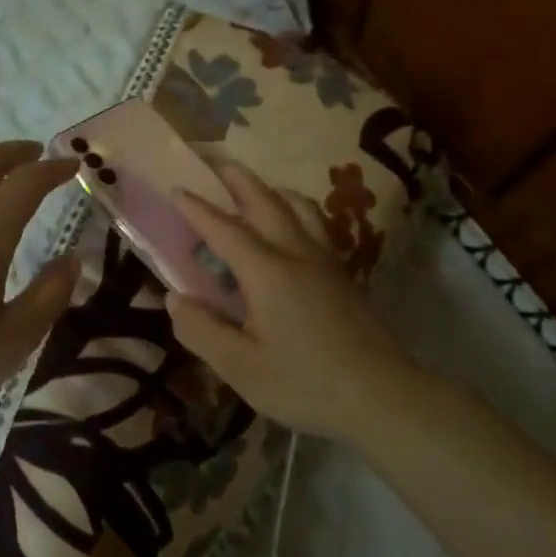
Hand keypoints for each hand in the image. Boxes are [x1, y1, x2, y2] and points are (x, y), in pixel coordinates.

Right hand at [167, 162, 418, 442]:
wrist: (380, 395)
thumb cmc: (305, 383)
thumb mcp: (241, 367)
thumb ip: (202, 330)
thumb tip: (174, 298)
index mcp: (267, 272)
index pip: (225, 229)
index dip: (197, 209)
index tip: (176, 188)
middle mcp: (297, 253)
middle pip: (266, 201)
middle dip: (237, 178)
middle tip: (214, 161)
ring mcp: (326, 261)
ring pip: (299, 207)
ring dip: (271, 189)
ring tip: (255, 189)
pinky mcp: (343, 275)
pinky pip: (316, 224)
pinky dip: (296, 209)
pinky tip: (293, 228)